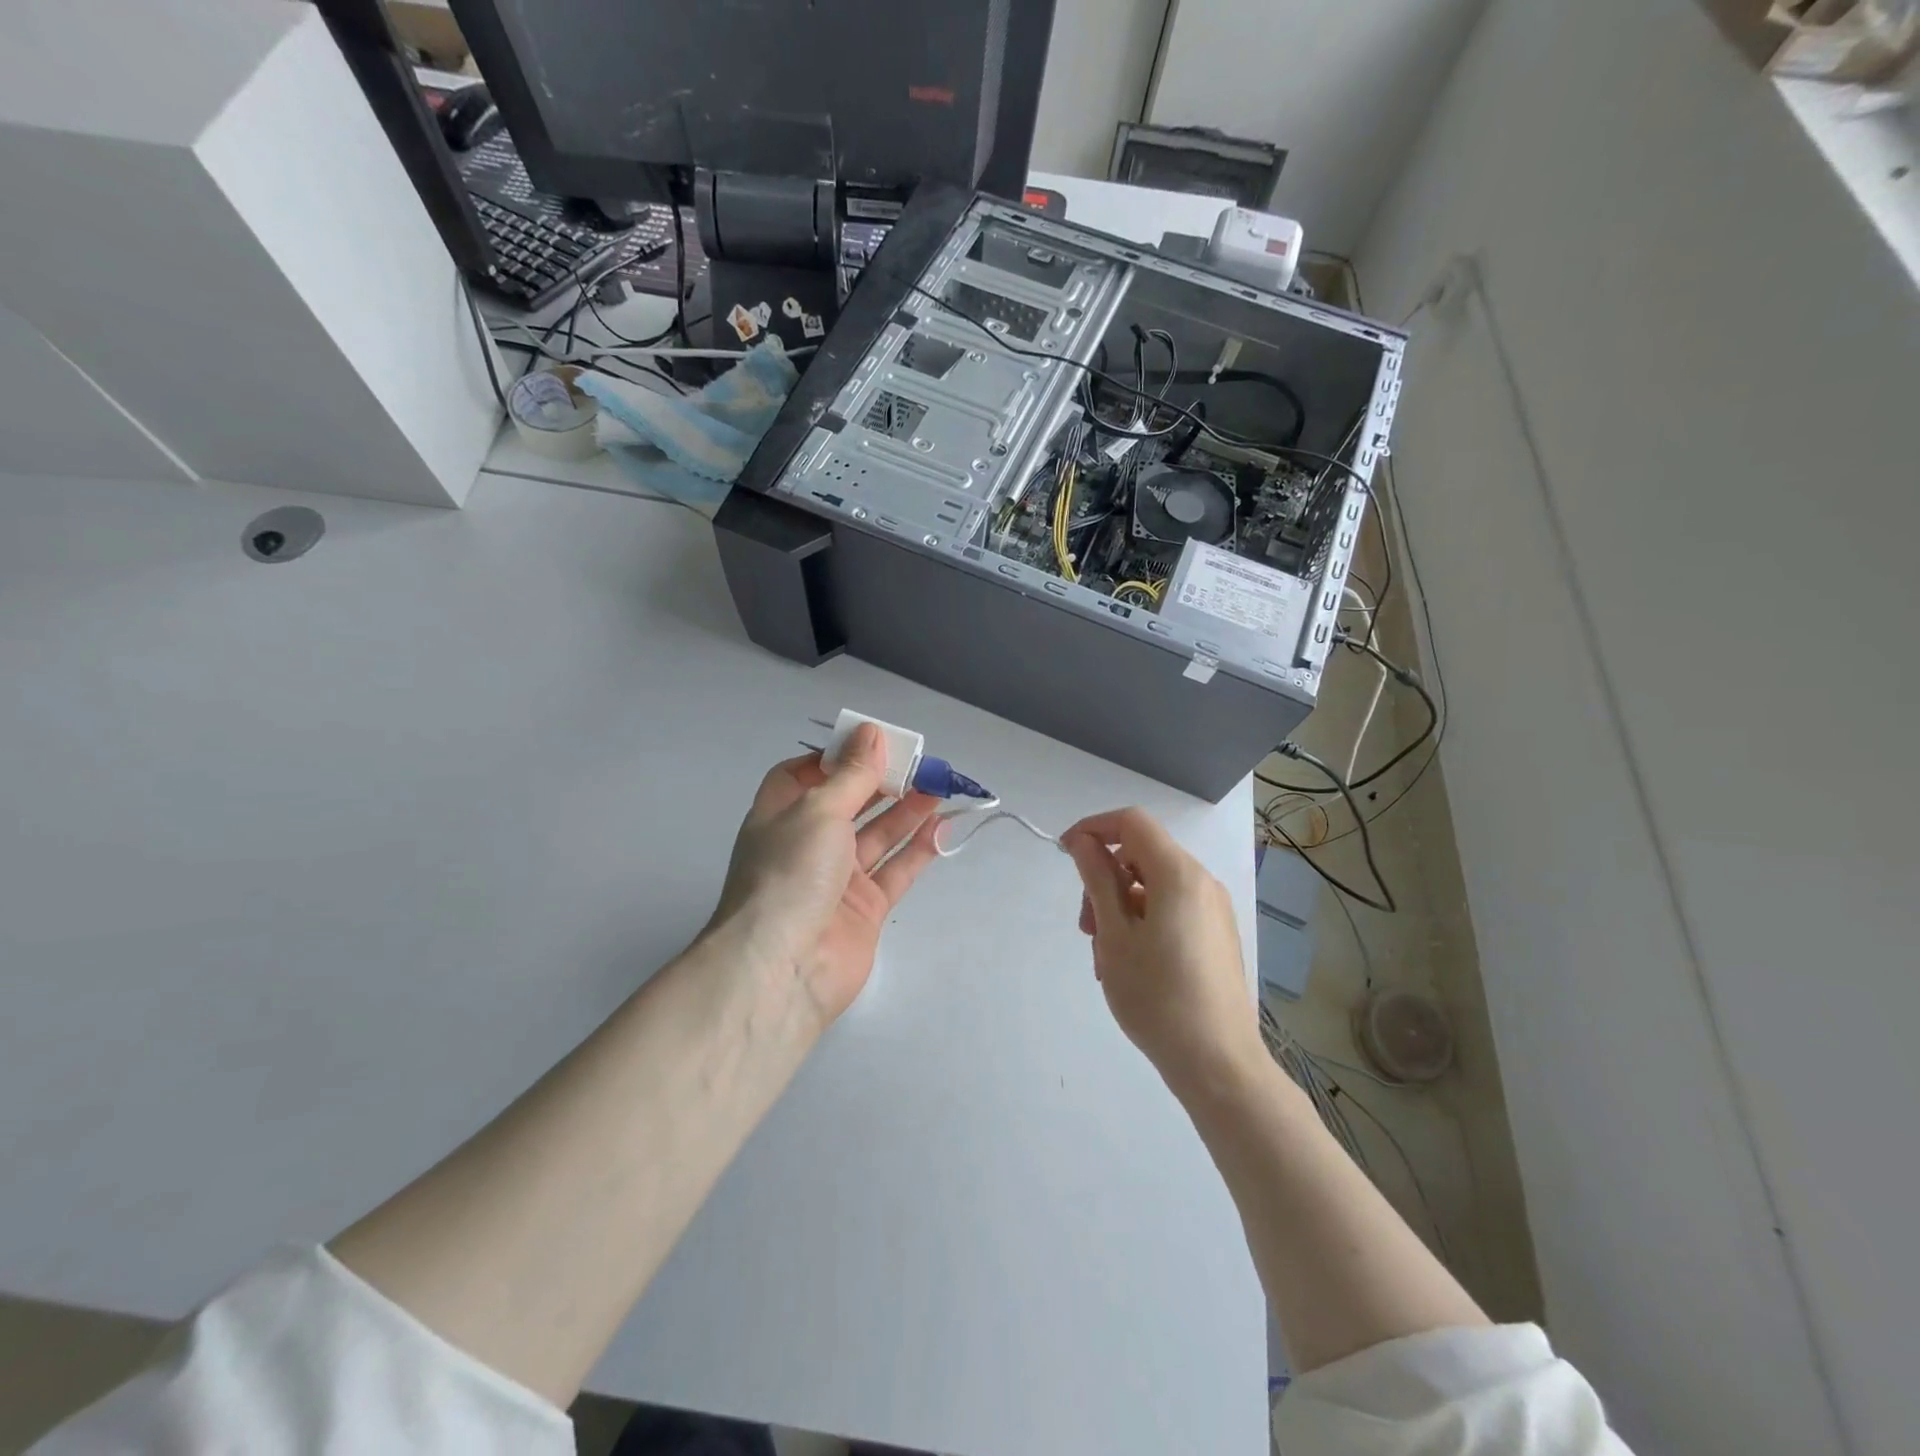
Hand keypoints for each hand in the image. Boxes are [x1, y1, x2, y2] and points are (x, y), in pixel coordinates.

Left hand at [709, 724, 942, 1026]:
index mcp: (780, 815)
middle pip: (848, 803)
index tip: (871, 744)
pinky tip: (942, 826)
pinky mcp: (865, 909)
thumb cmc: (791, 873)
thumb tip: (870, 732)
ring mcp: (837, 879)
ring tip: (939, 785)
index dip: (835, 758)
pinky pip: (896, 870)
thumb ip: (852, 773)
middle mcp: (806, 844)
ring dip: (907, 810)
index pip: (803, 775)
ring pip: (877, 836)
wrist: (785, 967)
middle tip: (919, 762)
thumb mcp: (819, 810)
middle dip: (881, 781)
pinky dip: (918, 849)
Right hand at [1063, 808, 1262, 1099]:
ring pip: (1153, 885)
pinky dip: (1141, 920)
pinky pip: (1170, 909)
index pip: (1132, 822)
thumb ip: (1097, 879)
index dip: (1094, 828)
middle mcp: (1202, 882)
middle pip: (1141, 854)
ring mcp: (1213, 910)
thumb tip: (1084, 842)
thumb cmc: (1157, 996)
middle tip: (1085, 926)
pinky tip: (1129, 963)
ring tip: (1104, 954)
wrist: (1217, 1063)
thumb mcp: (1114, 934)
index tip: (1065, 855)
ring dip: (1119, 905)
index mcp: (1179, 874)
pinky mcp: (1215, 935)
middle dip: (1104, 878)